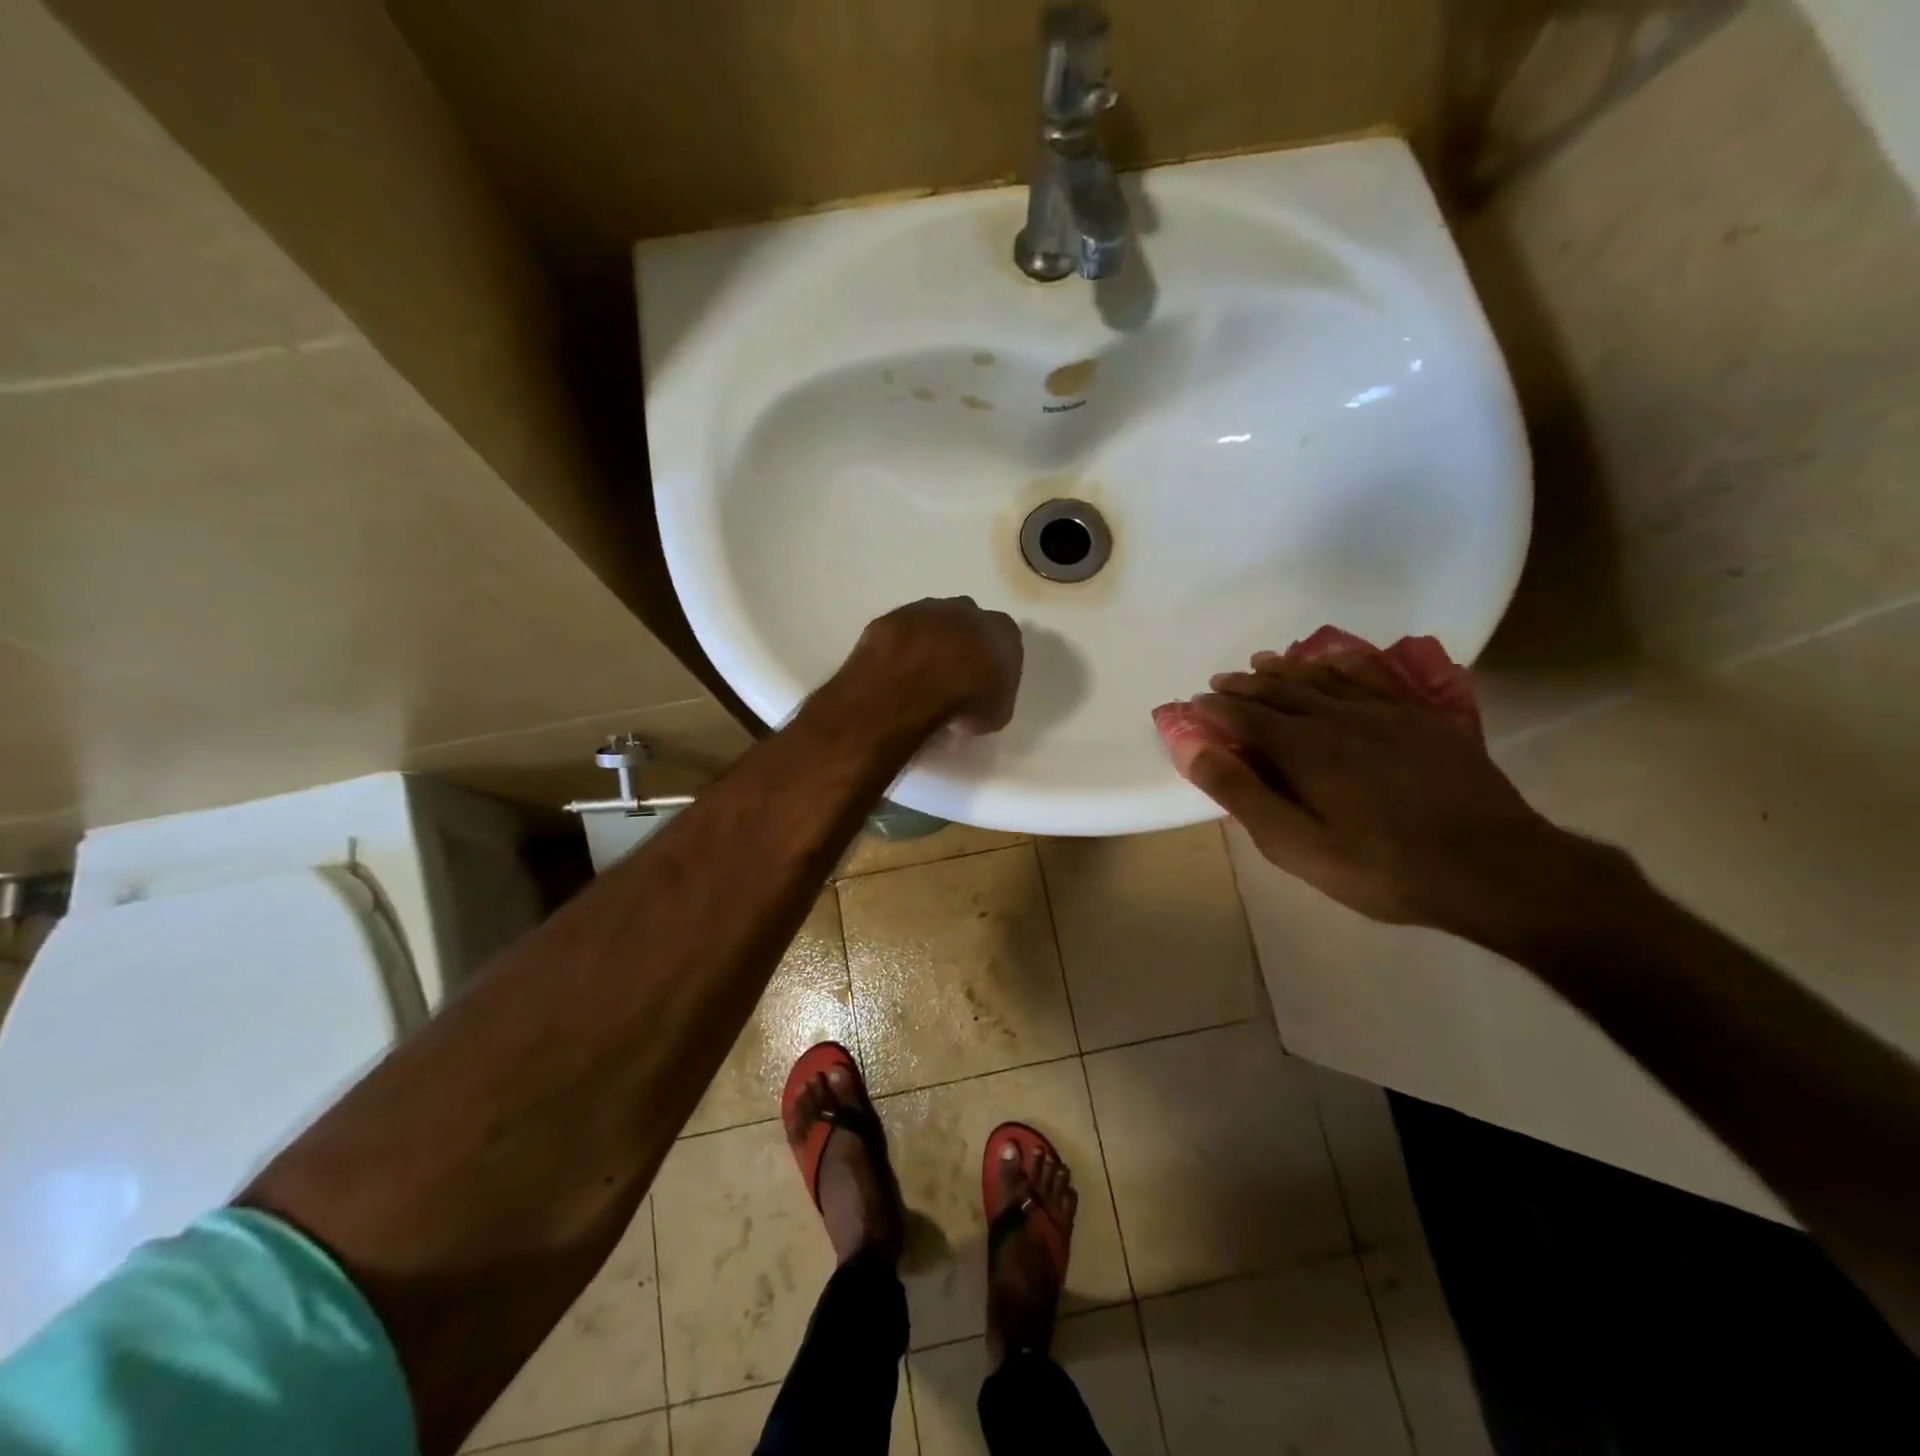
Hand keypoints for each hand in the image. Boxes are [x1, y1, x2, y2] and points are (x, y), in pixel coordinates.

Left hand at [851, 597, 1023, 734]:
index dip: (992, 665)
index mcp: (1003, 630)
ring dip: (927, 646)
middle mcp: (967, 610)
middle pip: (967, 625)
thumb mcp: (996, 714)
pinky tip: (893, 676)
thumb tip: (980, 703)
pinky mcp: (891, 617)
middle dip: (959, 647)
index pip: (1005, 641)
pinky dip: (897, 651)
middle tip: (950, 680)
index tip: (983, 686)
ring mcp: (926, 609)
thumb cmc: (968, 700)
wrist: (916, 684)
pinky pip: (899, 634)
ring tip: (917, 680)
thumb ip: (993, 699)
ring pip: (930, 624)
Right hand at [1183, 651, 1588, 941]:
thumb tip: (1191, 746)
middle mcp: (1340, 717)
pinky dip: (1345, 661)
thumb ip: (1241, 792)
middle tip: (1220, 682)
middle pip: (1281, 690)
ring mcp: (1387, 712)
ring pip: (1324, 677)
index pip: (1246, 716)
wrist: (1492, 868)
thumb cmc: (1381, 867)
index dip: (1216, 708)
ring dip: (1287, 668)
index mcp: (1304, 749)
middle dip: (1245, 685)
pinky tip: (1336, 658)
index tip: (1194, 704)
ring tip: (1263, 662)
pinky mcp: (1424, 717)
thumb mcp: (1296, 845)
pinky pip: (1375, 675)